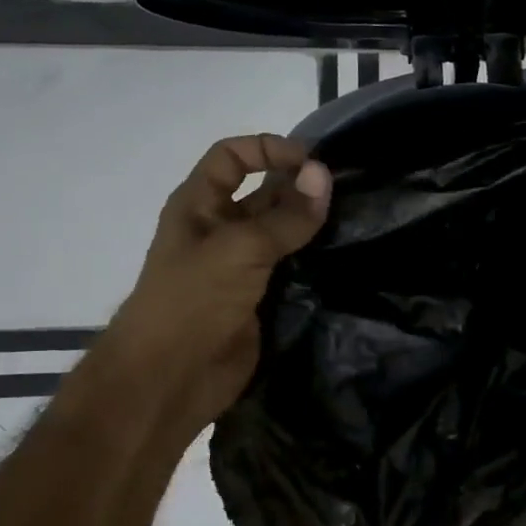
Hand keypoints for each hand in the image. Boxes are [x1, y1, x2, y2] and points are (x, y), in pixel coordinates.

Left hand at [110, 133, 331, 420]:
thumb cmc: (193, 300)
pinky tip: (343, 254)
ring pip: (281, 231)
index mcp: (199, 206)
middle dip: (298, 187)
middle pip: (262, 192)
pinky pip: (291, 266)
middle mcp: (219, 229)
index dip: (268, 149)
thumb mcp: (241, 248)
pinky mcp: (259, 296)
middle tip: (345, 191)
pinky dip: (314, 258)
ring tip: (353, 218)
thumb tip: (324, 175)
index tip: (312, 161)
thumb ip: (287, 215)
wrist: (172, 376)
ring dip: (310, 224)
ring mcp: (240, 265)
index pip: (232, 157)